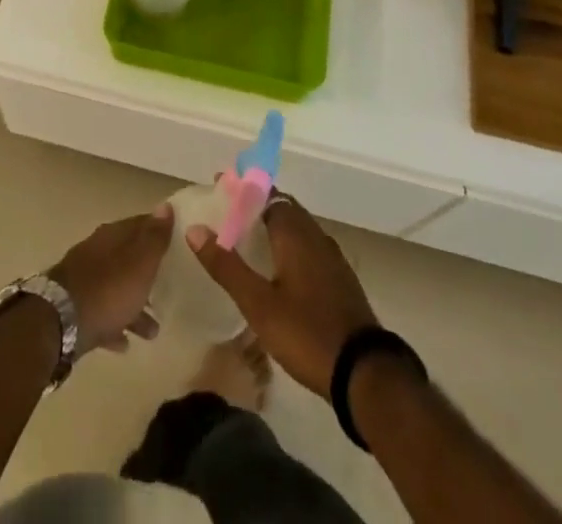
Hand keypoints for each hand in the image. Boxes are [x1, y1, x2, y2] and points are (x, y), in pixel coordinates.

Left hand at [47, 206, 173, 352]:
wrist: (62, 321)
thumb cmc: (109, 289)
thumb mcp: (140, 262)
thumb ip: (154, 237)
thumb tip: (165, 206)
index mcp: (113, 236)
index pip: (140, 224)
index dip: (158, 231)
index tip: (176, 241)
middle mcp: (98, 252)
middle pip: (128, 258)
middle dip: (147, 272)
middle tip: (169, 286)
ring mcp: (85, 280)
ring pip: (116, 289)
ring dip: (134, 305)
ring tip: (154, 330)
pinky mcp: (77, 308)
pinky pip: (103, 315)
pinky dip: (115, 325)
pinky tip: (125, 343)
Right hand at [187, 195, 377, 397]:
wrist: (366, 375)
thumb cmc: (306, 333)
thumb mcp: (258, 304)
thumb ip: (226, 266)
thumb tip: (195, 229)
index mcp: (295, 233)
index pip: (268, 194)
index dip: (244, 189)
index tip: (221, 185)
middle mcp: (315, 237)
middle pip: (285, 208)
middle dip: (258, 205)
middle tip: (231, 214)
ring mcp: (333, 259)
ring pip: (300, 229)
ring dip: (276, 226)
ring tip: (251, 238)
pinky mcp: (342, 282)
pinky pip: (311, 248)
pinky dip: (291, 246)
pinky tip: (281, 269)